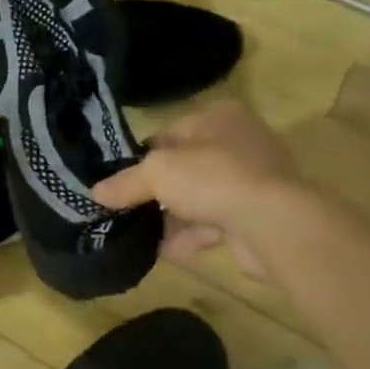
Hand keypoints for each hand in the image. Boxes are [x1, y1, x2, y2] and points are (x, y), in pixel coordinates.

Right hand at [93, 99, 299, 279]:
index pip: (170, 132)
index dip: (142, 156)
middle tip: (125, 208)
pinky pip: (214, 224)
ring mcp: (253, 181)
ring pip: (199, 197)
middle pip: (185, 166)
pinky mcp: (257, 216)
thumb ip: (126, 182)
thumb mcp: (157, 172)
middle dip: (157, 190)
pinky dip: (190, 236)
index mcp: (219, 117)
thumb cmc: (213, 178)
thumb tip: (95, 193)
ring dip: (172, 216)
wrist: (274, 224)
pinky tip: (163, 251)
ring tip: (137, 233)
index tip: (119, 180)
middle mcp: (239, 143)